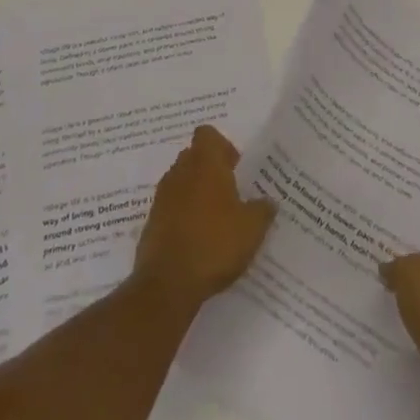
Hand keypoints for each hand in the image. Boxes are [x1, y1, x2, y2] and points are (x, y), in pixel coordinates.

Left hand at [133, 125, 275, 312]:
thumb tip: (268, 201)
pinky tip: (199, 240)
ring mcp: (162, 197)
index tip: (236, 168)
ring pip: (182, 182)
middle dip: (210, 170)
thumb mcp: (252, 228)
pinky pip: (171, 208)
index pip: (207, 135)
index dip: (222, 146)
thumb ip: (263, 209)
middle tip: (231, 194)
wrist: (167, 284)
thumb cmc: (214, 244)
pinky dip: (183, 216)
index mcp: (205, 163)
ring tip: (216, 220)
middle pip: (194, 157)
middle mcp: (180, 172)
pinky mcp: (152, 222)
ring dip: (196, 194)